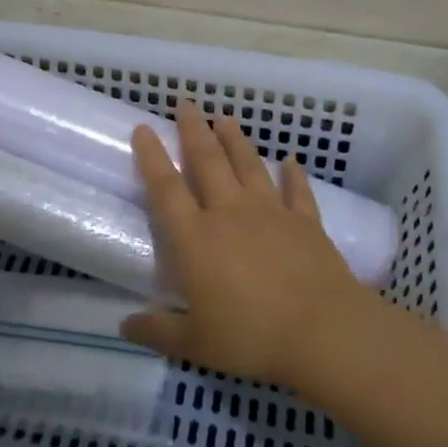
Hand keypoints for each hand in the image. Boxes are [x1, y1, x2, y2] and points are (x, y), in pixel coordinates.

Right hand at [121, 103, 375, 387]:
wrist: (323, 332)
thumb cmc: (251, 337)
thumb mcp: (195, 344)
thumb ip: (158, 331)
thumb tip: (124, 325)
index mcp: (196, 238)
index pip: (166, 188)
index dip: (152, 156)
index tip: (143, 127)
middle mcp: (229, 213)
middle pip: (207, 162)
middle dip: (193, 129)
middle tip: (186, 102)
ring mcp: (270, 212)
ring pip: (248, 165)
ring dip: (235, 140)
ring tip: (225, 117)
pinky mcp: (305, 221)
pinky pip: (297, 191)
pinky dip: (293, 174)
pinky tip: (290, 160)